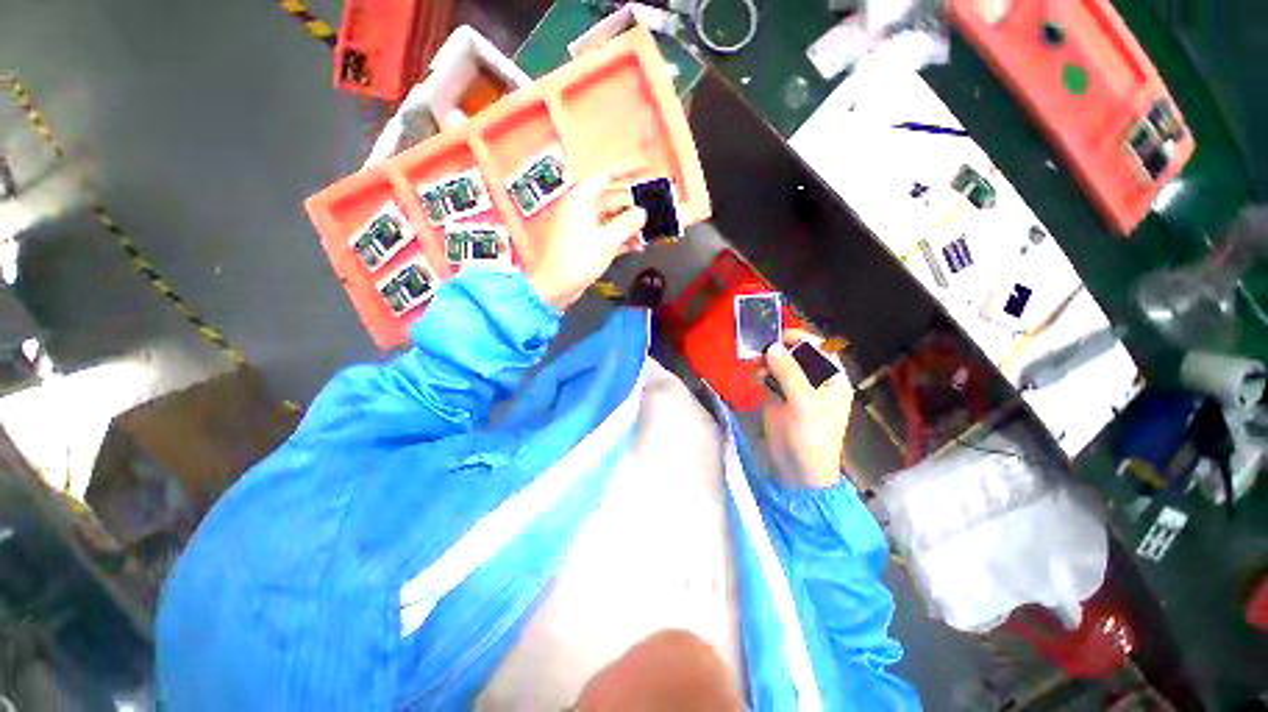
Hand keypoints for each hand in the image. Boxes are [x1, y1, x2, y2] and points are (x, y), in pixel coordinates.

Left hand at [528, 167, 646, 308]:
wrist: (556, 286)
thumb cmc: (580, 258)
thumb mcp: (608, 240)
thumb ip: (628, 223)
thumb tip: (642, 212)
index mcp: (582, 197)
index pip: (608, 175)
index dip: (628, 172)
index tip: (647, 170)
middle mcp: (581, 207)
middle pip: (612, 199)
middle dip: (633, 209)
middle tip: (654, 215)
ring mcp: (582, 225)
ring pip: (611, 219)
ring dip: (629, 227)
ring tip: (646, 238)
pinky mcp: (584, 242)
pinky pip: (606, 233)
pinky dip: (620, 239)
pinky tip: (636, 247)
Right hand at [762, 330, 854, 488]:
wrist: (798, 470)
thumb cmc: (811, 435)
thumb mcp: (803, 401)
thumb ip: (788, 371)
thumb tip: (771, 346)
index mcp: (833, 379)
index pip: (820, 348)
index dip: (801, 338)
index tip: (778, 335)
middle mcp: (815, 380)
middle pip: (797, 354)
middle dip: (780, 349)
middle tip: (761, 349)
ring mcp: (796, 389)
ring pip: (781, 365)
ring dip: (768, 360)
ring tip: (755, 363)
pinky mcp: (779, 398)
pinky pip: (770, 378)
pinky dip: (761, 373)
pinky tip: (755, 376)